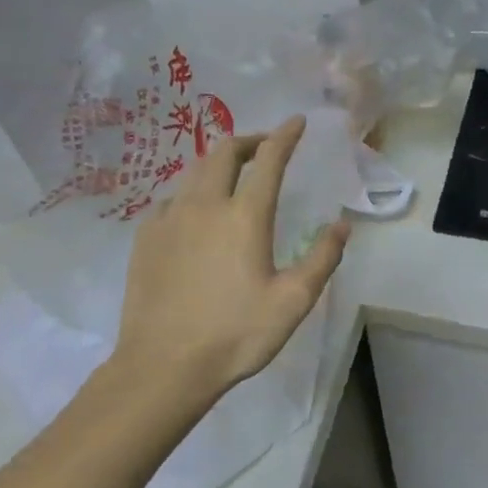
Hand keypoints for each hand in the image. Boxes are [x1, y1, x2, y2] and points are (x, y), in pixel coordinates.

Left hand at [112, 116, 349, 412]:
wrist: (163, 365)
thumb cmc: (235, 334)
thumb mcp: (293, 301)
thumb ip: (322, 258)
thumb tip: (342, 224)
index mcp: (245, 216)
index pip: (269, 160)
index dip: (285, 136)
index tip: (296, 121)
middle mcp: (205, 205)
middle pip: (224, 152)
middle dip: (248, 140)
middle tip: (265, 147)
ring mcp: (169, 219)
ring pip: (194, 171)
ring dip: (218, 162)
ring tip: (233, 174)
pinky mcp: (145, 238)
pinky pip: (171, 199)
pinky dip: (191, 192)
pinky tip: (195, 212)